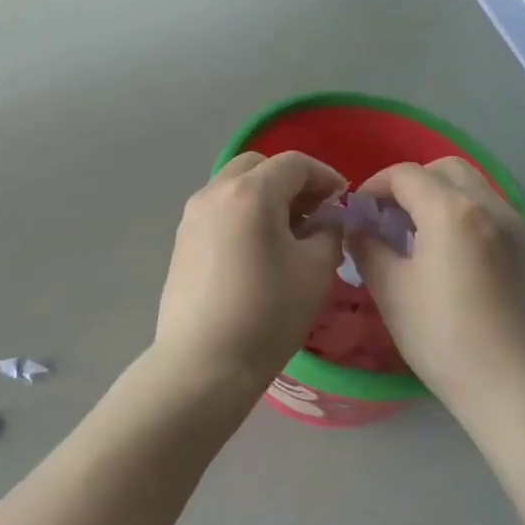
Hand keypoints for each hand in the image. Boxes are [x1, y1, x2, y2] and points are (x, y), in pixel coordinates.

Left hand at [152, 151, 346, 402]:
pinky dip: (243, 214)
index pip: (293, 163)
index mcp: (250, 192)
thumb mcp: (316, 270)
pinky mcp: (182, 240)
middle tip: (314, 212)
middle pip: (258, 166)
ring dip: (264, 196)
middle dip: (291, 181)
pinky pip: (218, 210)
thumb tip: (326, 219)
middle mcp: (214, 192)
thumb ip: (329, 231)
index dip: (324, 176)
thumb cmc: (268, 313)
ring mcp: (192, 216)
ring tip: (288, 233)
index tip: (342, 200)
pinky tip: (258, 250)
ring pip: (234, 186)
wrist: (204, 361)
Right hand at [347, 159, 524, 411]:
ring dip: (438, 197)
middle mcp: (489, 206)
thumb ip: (367, 246)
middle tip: (388, 218)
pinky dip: (462, 215)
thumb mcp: (390, 290)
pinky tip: (448, 255)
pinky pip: (489, 211)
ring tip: (416, 236)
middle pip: (444, 169)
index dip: (374, 186)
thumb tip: (358, 226)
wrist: (514, 387)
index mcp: (452, 211)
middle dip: (410, 184)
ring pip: (471, 187)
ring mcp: (515, 226)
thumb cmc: (443, 337)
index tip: (358, 213)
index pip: (405, 175)